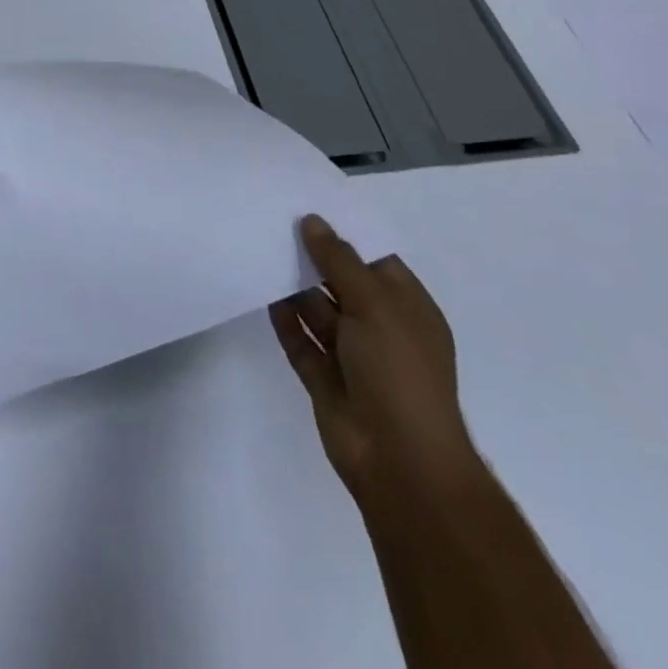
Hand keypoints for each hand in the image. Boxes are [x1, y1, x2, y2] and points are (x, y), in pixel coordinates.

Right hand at [269, 216, 482, 506]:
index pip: (374, 261)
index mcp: (406, 309)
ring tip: (261, 248)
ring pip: (317, 310)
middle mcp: (379, 328)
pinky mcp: (324, 378)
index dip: (344, 235)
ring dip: (294, 285)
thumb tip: (312, 221)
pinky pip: (299, 340)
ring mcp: (351, 355)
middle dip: (313, 257)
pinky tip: (262, 292)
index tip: (307, 205)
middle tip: (274, 220)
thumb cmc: (400, 372)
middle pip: (341, 282)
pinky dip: (283, 318)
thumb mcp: (375, 305)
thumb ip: (339, 260)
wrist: (400, 462)